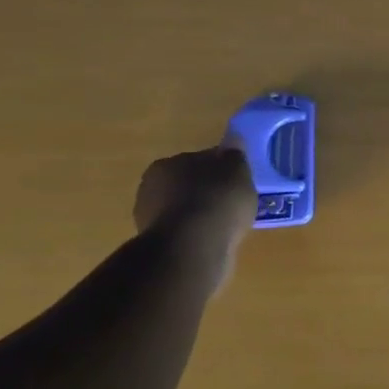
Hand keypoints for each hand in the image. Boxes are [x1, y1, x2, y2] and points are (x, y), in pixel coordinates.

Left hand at [133, 148, 254, 286]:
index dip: (221, 168)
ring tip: (229, 225)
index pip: (199, 160)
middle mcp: (151, 187)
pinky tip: (216, 240)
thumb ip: (235, 154)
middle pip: (189, 185)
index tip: (238, 179)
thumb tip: (233, 139)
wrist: (192, 249)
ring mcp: (150, 219)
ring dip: (203, 215)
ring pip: (186, 210)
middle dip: (208, 191)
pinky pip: (186, 233)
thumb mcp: (237, 170)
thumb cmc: (216, 201)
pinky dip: (199, 235)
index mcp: (167, 164)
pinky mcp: (158, 246)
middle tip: (234, 202)